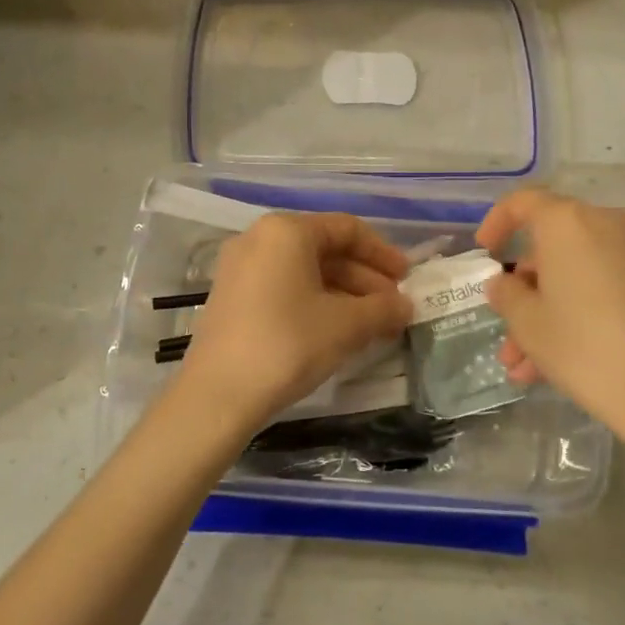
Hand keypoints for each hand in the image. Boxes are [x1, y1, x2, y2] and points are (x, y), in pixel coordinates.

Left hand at [175, 212, 412, 431]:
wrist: (217, 395)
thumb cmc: (288, 344)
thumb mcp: (346, 326)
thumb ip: (382, 309)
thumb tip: (405, 305)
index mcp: (286, 231)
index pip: (347, 229)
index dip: (383, 253)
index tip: (407, 280)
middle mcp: (259, 239)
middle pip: (325, 249)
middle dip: (365, 280)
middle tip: (393, 310)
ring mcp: (241, 268)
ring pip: (305, 271)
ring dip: (344, 295)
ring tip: (372, 326)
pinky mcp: (232, 297)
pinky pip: (284, 287)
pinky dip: (315, 303)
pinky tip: (336, 332)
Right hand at [477, 189, 624, 438]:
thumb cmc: (583, 345)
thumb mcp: (528, 323)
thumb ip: (507, 295)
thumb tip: (504, 283)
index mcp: (567, 222)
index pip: (523, 202)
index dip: (496, 223)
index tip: (484, 253)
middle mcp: (603, 226)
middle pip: (549, 247)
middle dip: (522, 291)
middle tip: (504, 329)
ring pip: (572, 275)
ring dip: (544, 314)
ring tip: (522, 368)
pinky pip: (598, 289)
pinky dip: (573, 316)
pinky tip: (552, 368)